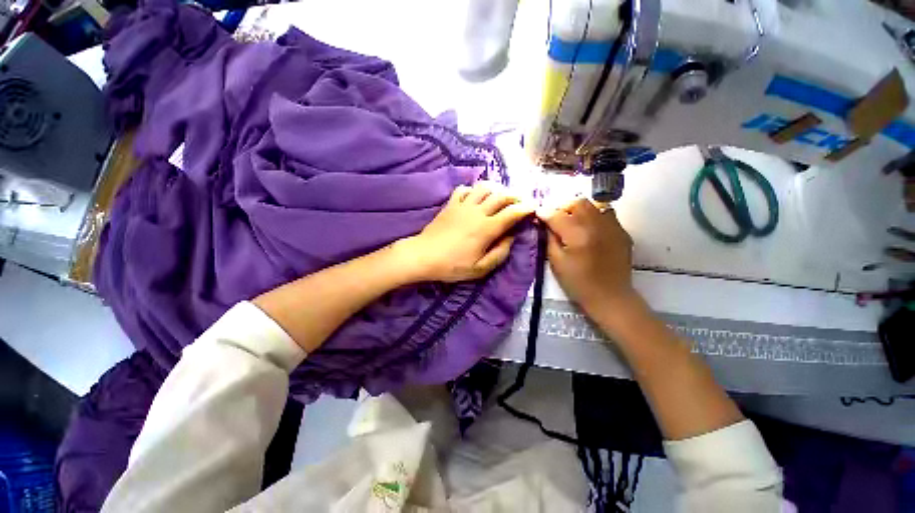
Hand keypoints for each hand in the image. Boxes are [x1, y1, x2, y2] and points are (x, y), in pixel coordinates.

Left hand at [396, 182, 533, 282]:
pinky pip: (464, 189)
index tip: (534, 207)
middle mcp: (477, 212)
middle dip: (515, 196)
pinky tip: (475, 197)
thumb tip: (511, 237)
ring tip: (500, 196)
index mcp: (487, 228)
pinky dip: (473, 190)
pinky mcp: (450, 204)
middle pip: (501, 195)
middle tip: (520, 202)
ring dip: (496, 189)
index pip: (512, 213)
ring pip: (484, 188)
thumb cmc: (452, 266)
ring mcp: (463, 205)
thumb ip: (500, 253)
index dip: (526, 208)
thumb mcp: (480, 268)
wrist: (423, 256)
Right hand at [538, 198, 640, 316]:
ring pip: (593, 205)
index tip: (537, 214)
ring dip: (579, 210)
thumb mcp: (556, 262)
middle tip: (556, 219)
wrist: (610, 297)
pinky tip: (589, 230)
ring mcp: (613, 227)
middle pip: (577, 203)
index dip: (544, 213)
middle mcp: (597, 225)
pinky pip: (606, 214)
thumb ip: (549, 238)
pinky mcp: (622, 232)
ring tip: (573, 222)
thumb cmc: (578, 283)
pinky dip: (594, 216)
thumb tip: (544, 223)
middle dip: (563, 207)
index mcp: (578, 235)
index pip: (557, 215)